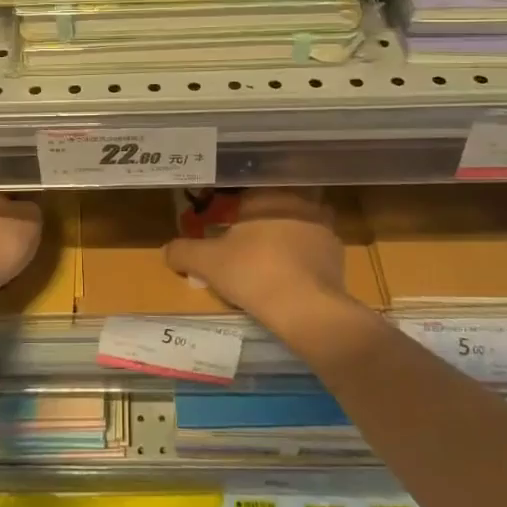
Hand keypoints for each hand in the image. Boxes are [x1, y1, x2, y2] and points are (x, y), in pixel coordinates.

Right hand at [163, 188, 348, 327]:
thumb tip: (167, 250)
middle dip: (260, 228)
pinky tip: (287, 285)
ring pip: (295, 232)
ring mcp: (324, 230)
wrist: (308, 310)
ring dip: (283, 245)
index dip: (233, 214)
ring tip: (265, 271)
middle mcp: (300, 203)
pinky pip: (312, 256)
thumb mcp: (207, 263)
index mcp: (268, 196)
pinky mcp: (338, 257)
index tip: (224, 233)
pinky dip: (300, 265)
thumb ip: (182, 251)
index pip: (247, 196)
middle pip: (272, 212)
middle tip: (242, 252)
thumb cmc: (253, 273)